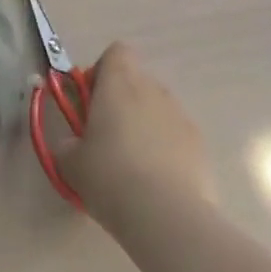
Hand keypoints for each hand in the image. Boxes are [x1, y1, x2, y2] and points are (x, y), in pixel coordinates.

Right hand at [58, 44, 212, 221]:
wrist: (167, 219)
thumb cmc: (109, 176)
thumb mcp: (70, 161)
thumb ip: (68, 143)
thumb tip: (73, 145)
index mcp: (119, 82)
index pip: (116, 52)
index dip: (102, 72)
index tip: (92, 102)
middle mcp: (153, 90)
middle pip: (138, 82)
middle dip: (123, 103)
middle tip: (108, 138)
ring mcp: (182, 118)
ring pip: (159, 111)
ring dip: (147, 127)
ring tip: (136, 168)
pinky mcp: (202, 150)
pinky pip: (179, 139)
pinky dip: (168, 152)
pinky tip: (159, 185)